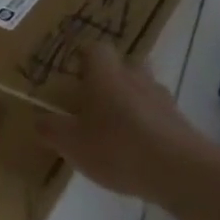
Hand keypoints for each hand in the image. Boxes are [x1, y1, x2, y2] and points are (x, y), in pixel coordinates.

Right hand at [38, 42, 204, 202]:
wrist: (180, 170)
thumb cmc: (117, 148)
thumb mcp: (71, 144)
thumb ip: (51, 129)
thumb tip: (39, 119)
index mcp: (105, 74)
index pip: (95, 49)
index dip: (82, 58)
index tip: (71, 74)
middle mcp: (135, 77)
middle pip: (122, 65)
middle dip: (108, 78)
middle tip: (90, 101)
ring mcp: (161, 98)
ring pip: (141, 89)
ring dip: (128, 102)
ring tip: (112, 129)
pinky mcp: (179, 121)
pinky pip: (156, 113)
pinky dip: (144, 124)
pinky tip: (135, 149)